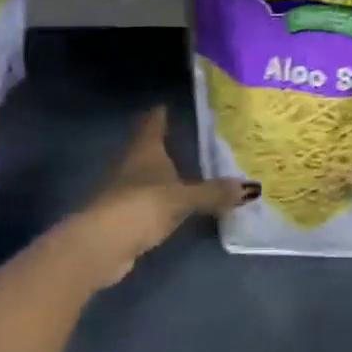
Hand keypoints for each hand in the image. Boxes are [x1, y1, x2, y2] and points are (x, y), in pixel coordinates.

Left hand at [71, 108, 252, 287]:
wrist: (101, 245)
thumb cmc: (142, 206)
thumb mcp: (183, 198)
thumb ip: (214, 193)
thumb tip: (250, 187)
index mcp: (144, 150)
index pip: (152, 123)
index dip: (160, 114)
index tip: (167, 105)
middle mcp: (130, 164)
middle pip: (145, 147)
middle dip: (160, 142)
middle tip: (183, 136)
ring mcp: (122, 191)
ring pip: (143, 174)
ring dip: (158, 172)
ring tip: (181, 170)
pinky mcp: (121, 216)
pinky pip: (144, 200)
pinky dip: (157, 198)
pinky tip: (170, 204)